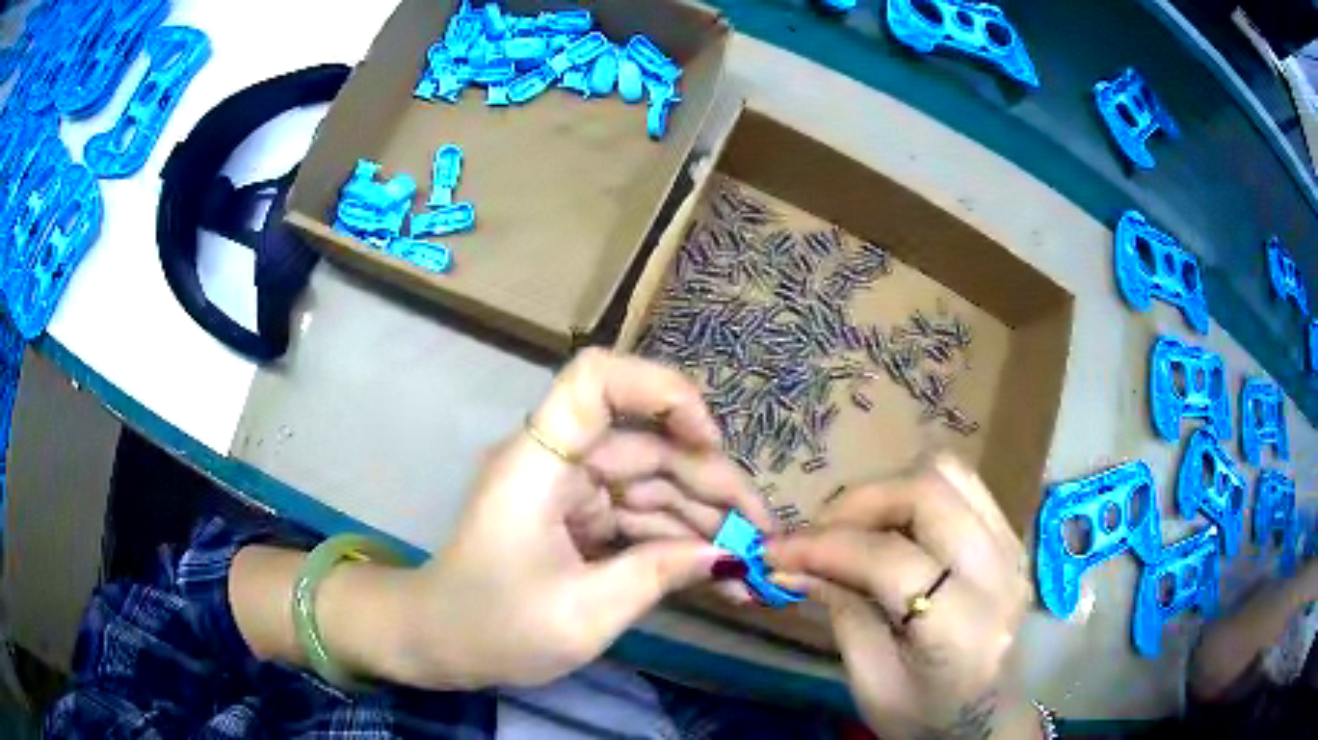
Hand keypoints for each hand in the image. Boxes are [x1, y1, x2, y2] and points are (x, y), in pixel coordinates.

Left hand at [391, 348, 771, 688]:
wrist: (440, 644)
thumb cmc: (495, 628)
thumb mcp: (583, 613)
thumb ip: (658, 574)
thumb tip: (726, 555)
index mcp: (539, 463)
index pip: (596, 380)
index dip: (660, 391)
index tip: (708, 442)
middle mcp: (557, 462)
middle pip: (647, 445)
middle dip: (711, 486)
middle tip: (761, 535)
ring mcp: (571, 490)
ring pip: (653, 485)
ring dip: (703, 521)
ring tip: (751, 564)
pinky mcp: (580, 519)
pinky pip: (640, 517)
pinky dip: (677, 542)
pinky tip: (717, 571)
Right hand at [765, 456, 1036, 739]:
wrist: (988, 721)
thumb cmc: (925, 716)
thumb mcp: (870, 679)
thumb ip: (840, 609)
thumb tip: (789, 564)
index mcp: (960, 628)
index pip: (889, 559)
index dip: (824, 547)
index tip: (776, 552)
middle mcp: (998, 575)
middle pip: (927, 492)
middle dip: (859, 503)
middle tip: (818, 534)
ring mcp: (1012, 549)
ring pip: (949, 474)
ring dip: (890, 490)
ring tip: (855, 527)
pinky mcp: (1011, 540)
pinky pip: (963, 488)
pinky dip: (917, 495)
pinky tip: (893, 528)